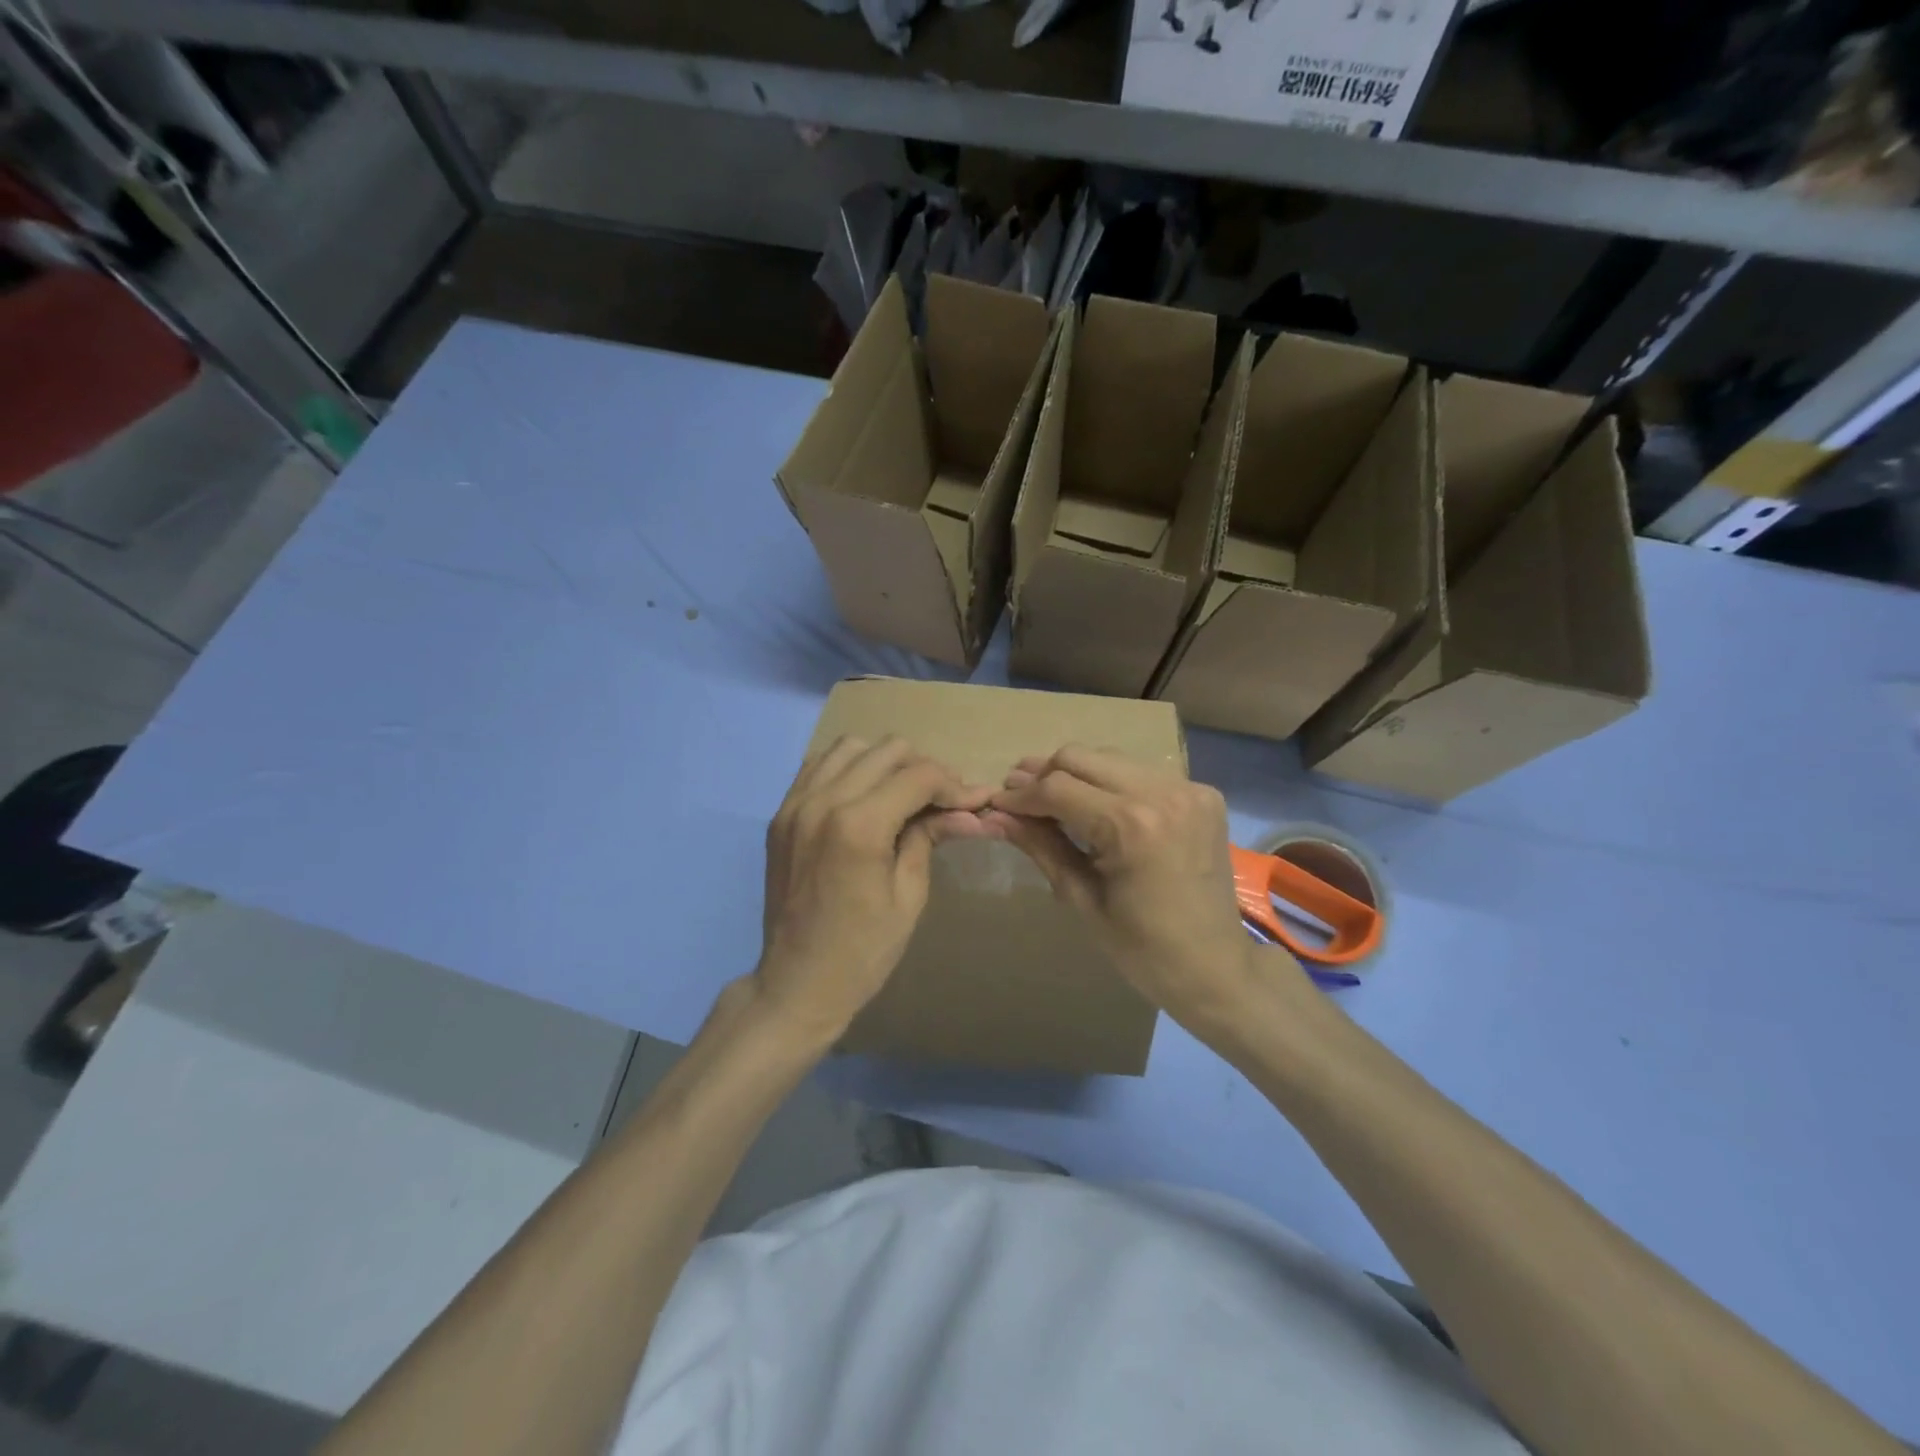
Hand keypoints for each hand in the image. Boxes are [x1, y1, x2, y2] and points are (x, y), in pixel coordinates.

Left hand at [755, 735, 993, 1045]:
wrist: (797, 983)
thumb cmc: (863, 951)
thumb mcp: (909, 896)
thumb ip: (931, 838)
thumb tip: (973, 811)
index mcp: (858, 826)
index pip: (919, 776)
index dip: (954, 785)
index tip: (975, 801)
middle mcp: (823, 801)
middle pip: (887, 751)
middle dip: (924, 770)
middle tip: (943, 801)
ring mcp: (795, 804)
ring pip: (850, 747)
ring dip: (884, 762)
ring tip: (903, 794)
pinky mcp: (781, 814)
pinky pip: (818, 766)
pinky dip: (848, 769)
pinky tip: (865, 796)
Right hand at [986, 746, 1280, 1032]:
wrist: (1217, 967)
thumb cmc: (1142, 949)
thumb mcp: (1081, 898)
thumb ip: (1040, 846)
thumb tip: (995, 815)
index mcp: (1131, 826)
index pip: (1057, 788)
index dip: (1020, 795)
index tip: (996, 804)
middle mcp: (1161, 792)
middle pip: (1080, 757)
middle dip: (1044, 775)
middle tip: (1019, 797)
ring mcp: (1187, 788)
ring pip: (1110, 758)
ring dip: (1076, 774)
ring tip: (1052, 799)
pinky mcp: (1202, 793)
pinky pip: (1141, 772)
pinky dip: (1112, 783)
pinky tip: (1098, 806)